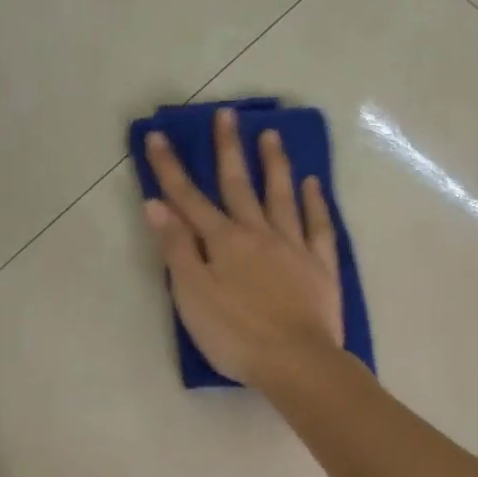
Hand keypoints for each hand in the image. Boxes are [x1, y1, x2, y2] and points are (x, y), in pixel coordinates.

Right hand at [142, 106, 344, 387]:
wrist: (296, 362)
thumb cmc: (236, 336)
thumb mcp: (192, 296)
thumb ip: (176, 250)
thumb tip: (156, 205)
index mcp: (222, 243)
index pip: (189, 199)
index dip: (170, 169)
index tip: (158, 136)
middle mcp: (258, 234)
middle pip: (239, 186)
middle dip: (228, 150)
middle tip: (227, 115)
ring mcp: (293, 247)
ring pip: (282, 196)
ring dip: (274, 164)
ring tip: (271, 135)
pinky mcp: (320, 266)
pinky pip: (318, 225)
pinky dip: (315, 202)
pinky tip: (313, 184)